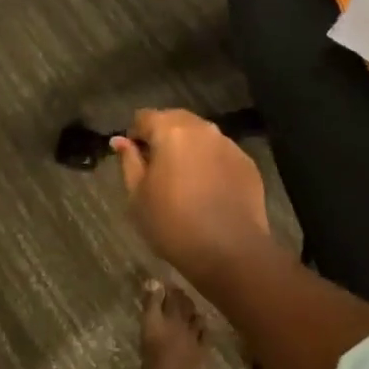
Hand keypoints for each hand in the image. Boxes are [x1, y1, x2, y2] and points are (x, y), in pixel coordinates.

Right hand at [111, 109, 273, 279]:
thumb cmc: (173, 223)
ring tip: (184, 181)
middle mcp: (202, 129)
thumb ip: (129, 161)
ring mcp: (229, 145)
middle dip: (163, 137)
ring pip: (200, 137)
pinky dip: (210, 164)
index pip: (144, 117)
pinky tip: (208, 191)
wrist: (230, 252)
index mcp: (171, 130)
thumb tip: (120, 141)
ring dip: (188, 149)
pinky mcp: (247, 164)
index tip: (134, 159)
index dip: (135, 135)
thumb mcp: (138, 195)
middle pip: (175, 120)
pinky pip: (220, 154)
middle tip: (157, 170)